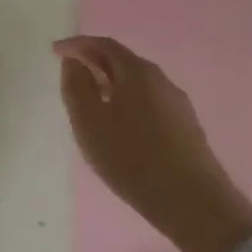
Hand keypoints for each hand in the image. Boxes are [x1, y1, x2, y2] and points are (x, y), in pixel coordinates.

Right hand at [54, 35, 251, 251]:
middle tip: (71, 74)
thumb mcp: (90, 122)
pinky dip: (126, 101)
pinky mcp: (186, 127)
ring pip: (136, 83)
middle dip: (94, 62)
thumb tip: (74, 62)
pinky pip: (148, 101)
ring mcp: (177, 104)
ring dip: (110, 83)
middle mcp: (161, 80)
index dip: (77, 45)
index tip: (55, 52)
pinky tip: (119, 125)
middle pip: (122, 61)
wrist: (196, 207)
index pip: (103, 45)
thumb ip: (76, 86)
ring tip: (91, 100)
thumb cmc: (133, 160)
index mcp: (138, 73)